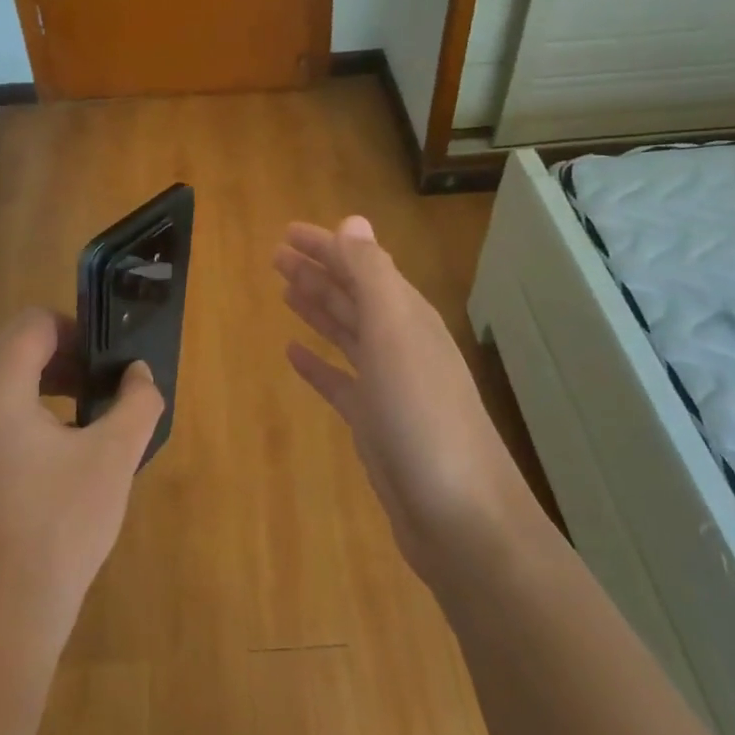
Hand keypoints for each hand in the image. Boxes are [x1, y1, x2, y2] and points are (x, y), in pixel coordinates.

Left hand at [0, 307, 162, 677]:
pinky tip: (58, 454)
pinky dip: (25, 413)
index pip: (34, 324)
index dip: (78, 331)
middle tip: (106, 392)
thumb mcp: (113, 458)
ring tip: (88, 423)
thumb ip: (136, 401)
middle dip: (65, 360)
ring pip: (1, 380)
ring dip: (47, 386)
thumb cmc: (59, 530)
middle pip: (15, 348)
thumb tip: (137, 373)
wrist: (0, 619)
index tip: (110, 365)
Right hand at [275, 216, 510, 581]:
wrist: (458, 514)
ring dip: (317, 308)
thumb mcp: (395, 334)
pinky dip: (317, 363)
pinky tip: (293, 354)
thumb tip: (352, 221)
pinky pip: (338, 381)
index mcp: (406, 316)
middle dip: (317, 271)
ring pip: (346, 333)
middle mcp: (399, 344)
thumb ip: (372, 276)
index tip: (287, 231)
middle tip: (276, 255)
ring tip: (284, 289)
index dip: (326, 246)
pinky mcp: (373, 422)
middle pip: (352, 296)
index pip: (362, 265)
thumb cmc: (423, 416)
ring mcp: (387, 385)